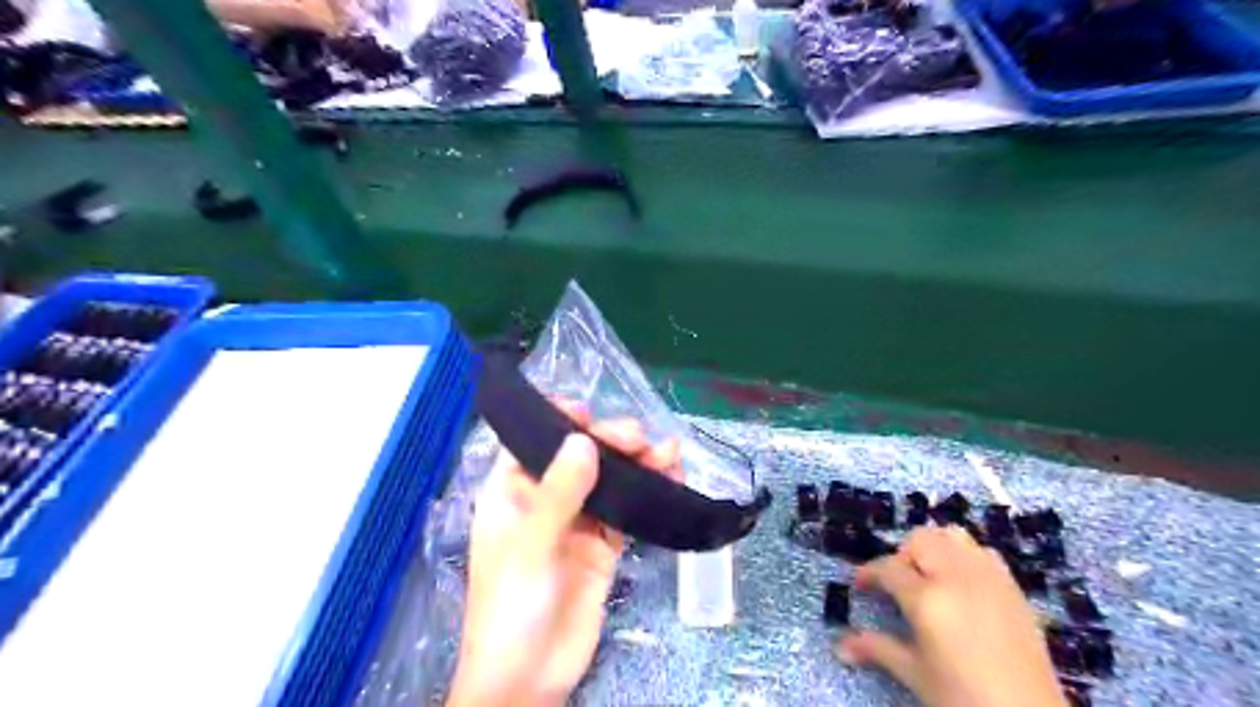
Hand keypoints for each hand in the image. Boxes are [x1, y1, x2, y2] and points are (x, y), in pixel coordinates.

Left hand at [445, 404, 679, 706]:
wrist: (529, 678)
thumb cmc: (511, 605)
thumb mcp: (530, 545)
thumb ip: (559, 492)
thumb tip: (583, 440)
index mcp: (512, 491)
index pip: (533, 442)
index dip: (558, 421)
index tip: (588, 410)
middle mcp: (545, 499)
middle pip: (579, 457)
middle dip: (609, 441)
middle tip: (638, 438)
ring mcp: (577, 522)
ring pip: (609, 480)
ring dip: (636, 463)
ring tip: (667, 451)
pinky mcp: (604, 546)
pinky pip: (627, 509)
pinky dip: (648, 491)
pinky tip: (670, 475)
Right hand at [839, 522, 1066, 705]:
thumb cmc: (963, 698)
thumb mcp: (915, 674)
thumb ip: (877, 649)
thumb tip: (839, 647)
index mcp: (928, 599)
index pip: (888, 568)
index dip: (869, 573)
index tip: (861, 585)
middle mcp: (957, 577)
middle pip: (920, 540)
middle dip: (902, 556)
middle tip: (898, 584)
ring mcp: (989, 579)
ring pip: (953, 536)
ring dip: (934, 549)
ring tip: (930, 577)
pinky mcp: (1014, 589)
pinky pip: (983, 552)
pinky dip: (966, 557)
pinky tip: (963, 585)